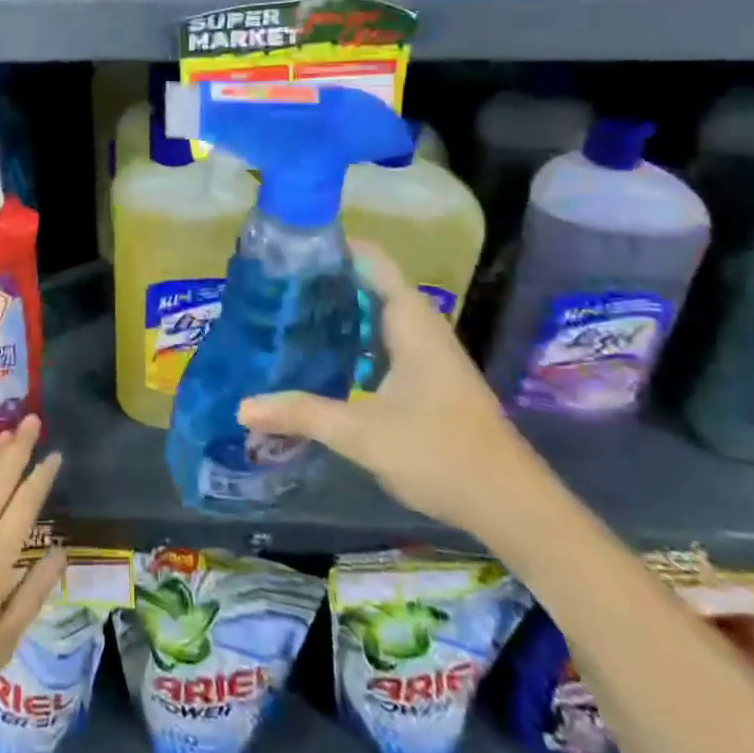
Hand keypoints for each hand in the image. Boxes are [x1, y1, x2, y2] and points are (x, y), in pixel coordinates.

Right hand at [237, 241, 535, 537]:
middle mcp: (419, 324)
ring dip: (336, 313)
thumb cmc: (439, 453)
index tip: (287, 251)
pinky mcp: (426, 376)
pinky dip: (351, 339)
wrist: (511, 506)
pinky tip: (320, 359)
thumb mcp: (361, 434)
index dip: (331, 247)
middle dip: (322, 282)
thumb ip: (300, 413)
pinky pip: (381, 339)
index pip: (369, 257)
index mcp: (409, 319)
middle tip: (273, 287)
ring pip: (374, 314)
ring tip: (286, 316)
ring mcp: (425, 351)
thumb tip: (242, 406)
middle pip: (367, 283)